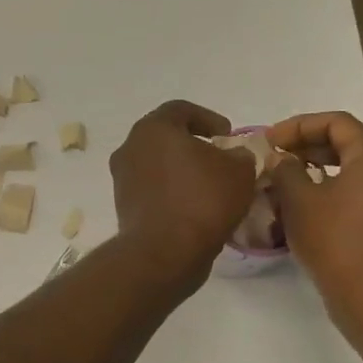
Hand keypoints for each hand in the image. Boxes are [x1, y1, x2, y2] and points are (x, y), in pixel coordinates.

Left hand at [110, 100, 259, 288]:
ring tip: (211, 187)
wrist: (164, 253)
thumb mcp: (239, 171)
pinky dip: (172, 194)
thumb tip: (234, 156)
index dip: (208, 118)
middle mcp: (131, 148)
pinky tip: (195, 209)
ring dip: (182, 172)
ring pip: (158, 166)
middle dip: (194, 146)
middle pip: (166, 138)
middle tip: (219, 159)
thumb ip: (240, 155)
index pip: (181, 109)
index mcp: (153, 129)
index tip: (228, 135)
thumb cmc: (202, 200)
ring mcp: (123, 179)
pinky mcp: (124, 208)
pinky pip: (153, 191)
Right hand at [265, 111, 362, 330]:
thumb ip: (284, 170)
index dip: (298, 126)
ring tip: (283, 186)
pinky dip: (330, 195)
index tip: (269, 141)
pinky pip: (358, 197)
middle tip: (273, 160)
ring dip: (316, 174)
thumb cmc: (334, 240)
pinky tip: (303, 212)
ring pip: (351, 174)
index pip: (336, 122)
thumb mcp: (299, 200)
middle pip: (346, 146)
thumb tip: (279, 159)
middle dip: (306, 149)